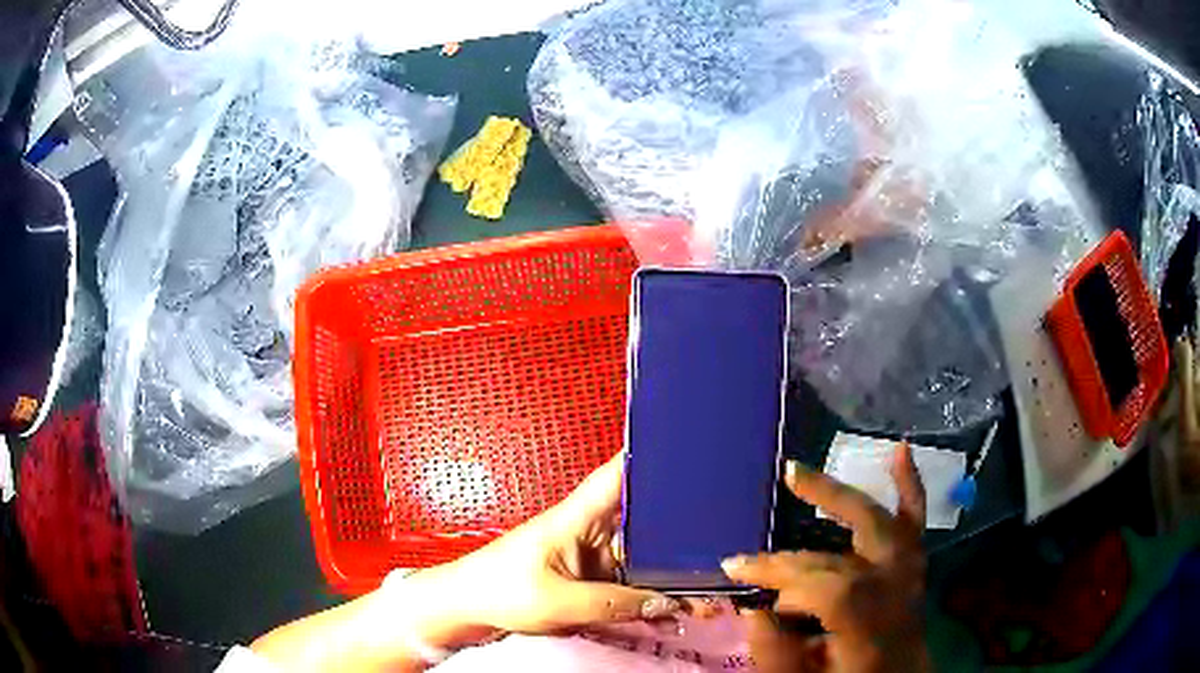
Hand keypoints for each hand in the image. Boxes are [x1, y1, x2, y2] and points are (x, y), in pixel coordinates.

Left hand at [430, 450, 684, 635]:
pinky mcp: (586, 583)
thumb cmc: (496, 590)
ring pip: (640, 562)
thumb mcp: (558, 602)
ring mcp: (589, 560)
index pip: (617, 477)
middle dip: (678, 540)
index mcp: (574, 519)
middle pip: (642, 525)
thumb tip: (664, 602)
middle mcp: (587, 533)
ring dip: (668, 577)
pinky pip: (628, 588)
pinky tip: (671, 611)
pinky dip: (649, 599)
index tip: (687, 452)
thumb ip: (614, 604)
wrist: (467, 610)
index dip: (649, 460)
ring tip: (704, 594)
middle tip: (717, 555)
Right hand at [722, 442, 929, 672]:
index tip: (736, 571)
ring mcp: (913, 585)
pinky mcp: (915, 576)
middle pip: (859, 553)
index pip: (835, 589)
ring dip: (845, 499)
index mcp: (875, 635)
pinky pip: (916, 528)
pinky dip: (910, 488)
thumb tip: (755, 611)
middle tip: (752, 541)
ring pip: (890, 528)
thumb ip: (779, 657)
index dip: (786, 575)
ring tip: (800, 476)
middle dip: (802, 543)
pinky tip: (899, 451)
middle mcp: (900, 601)